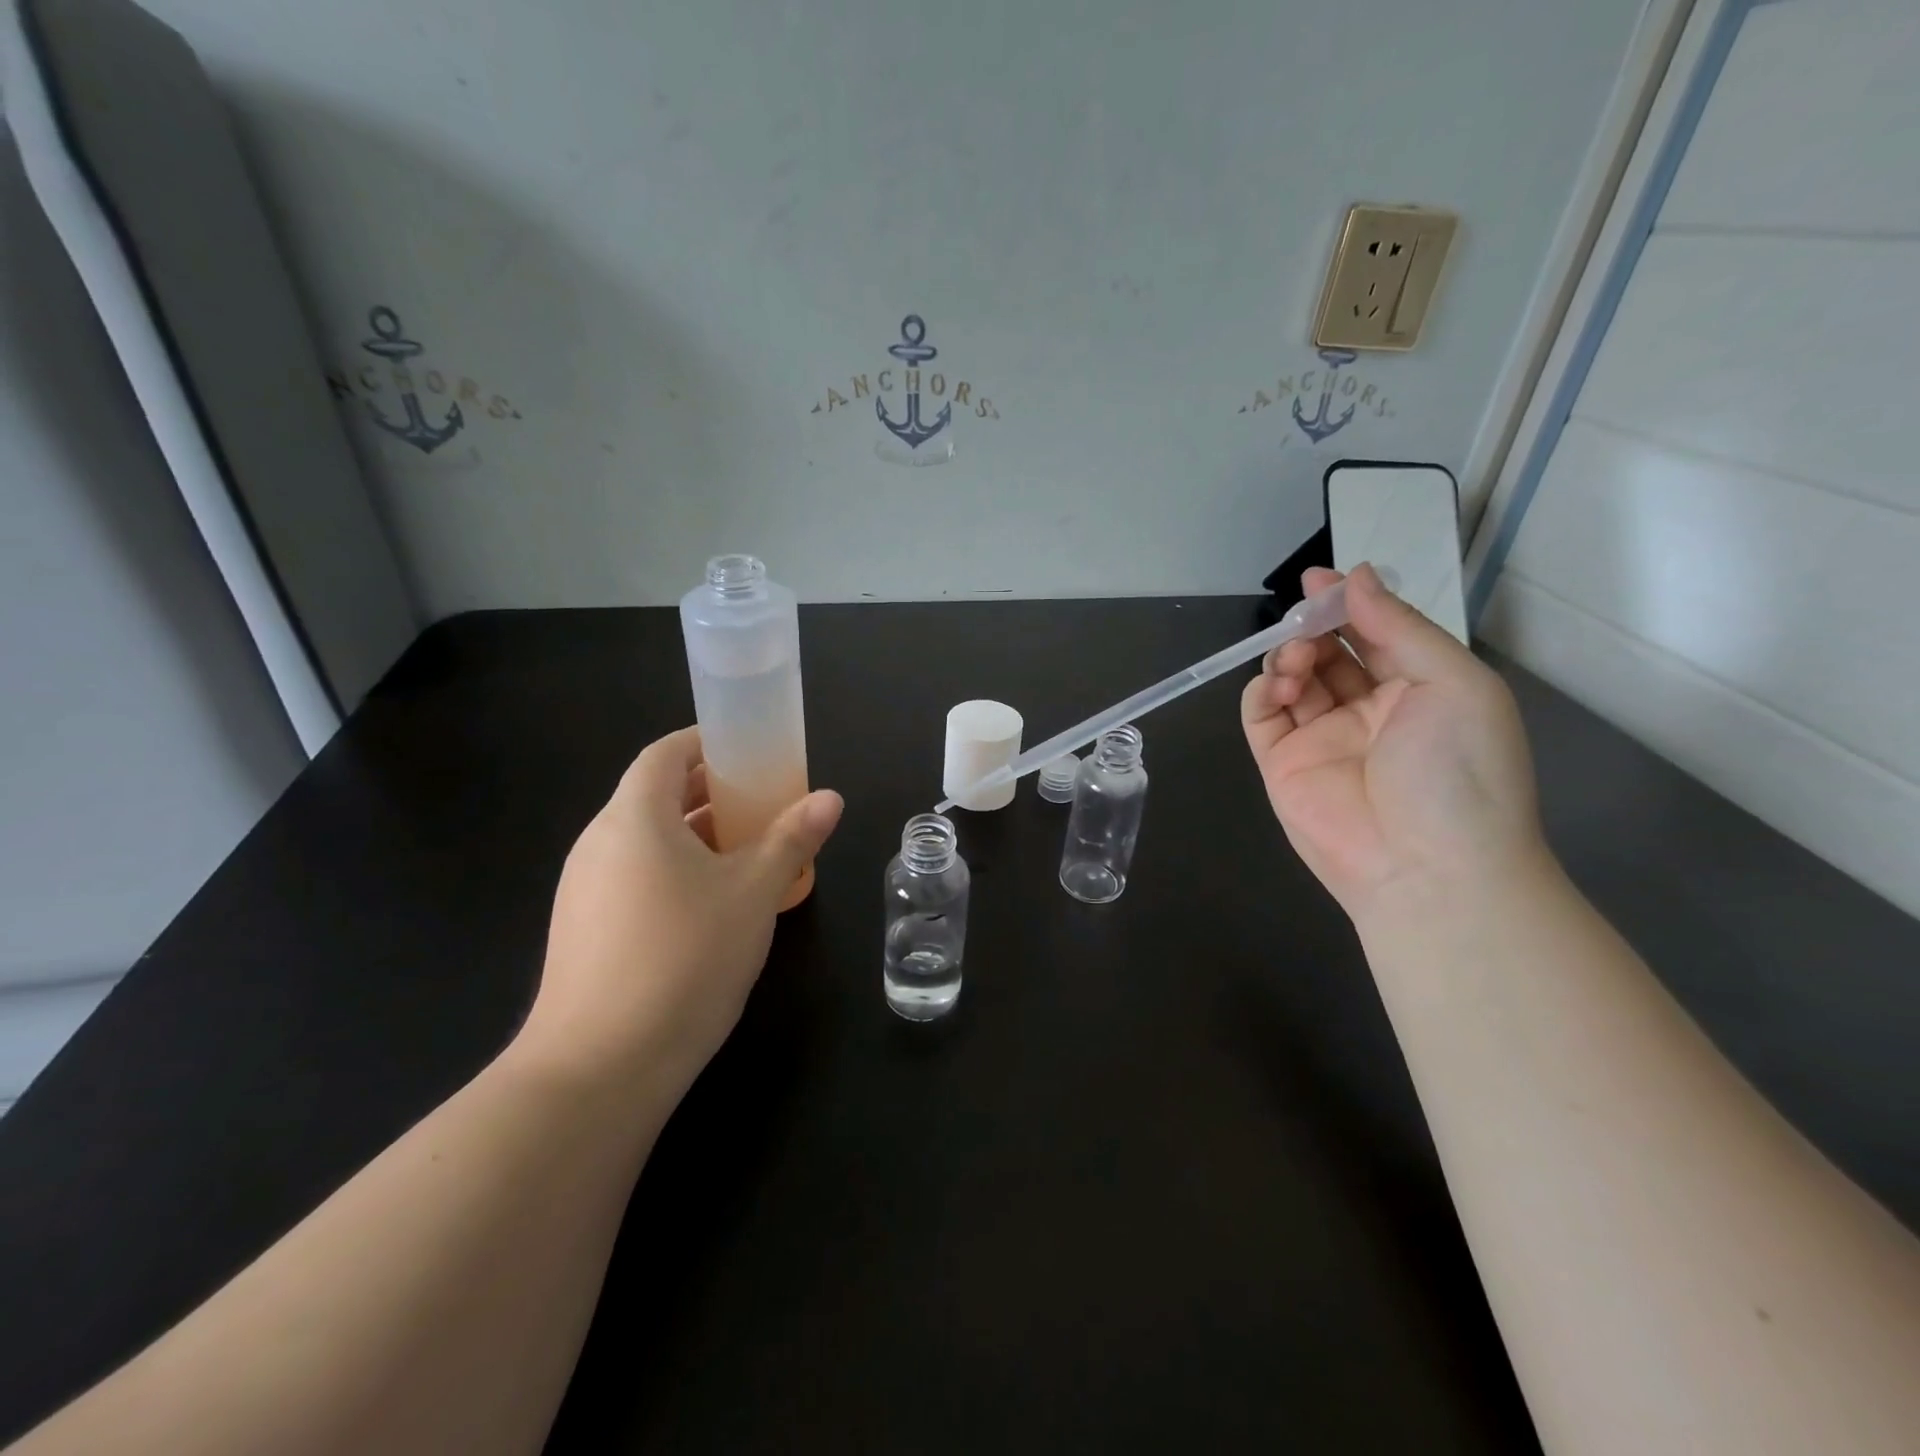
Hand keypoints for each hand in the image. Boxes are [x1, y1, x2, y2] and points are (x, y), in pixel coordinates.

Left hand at [514, 727, 843, 1104]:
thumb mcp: (753, 893)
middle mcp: (599, 843)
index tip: (750, 749)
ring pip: (646, 840)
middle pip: (655, 795)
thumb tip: (830, 798)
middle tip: (764, 801)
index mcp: (634, 818)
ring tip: (748, 851)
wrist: (599, 1069)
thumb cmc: (684, 958)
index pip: (664, 754)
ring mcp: (584, 889)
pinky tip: (712, 906)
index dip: (706, 743)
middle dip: (711, 792)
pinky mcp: (584, 930)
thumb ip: (792, 838)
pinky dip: (674, 870)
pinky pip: (634, 877)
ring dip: (695, 835)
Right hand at [1240, 564, 1546, 922]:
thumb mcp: (1451, 683)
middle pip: (1328, 653)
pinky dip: (1261, 690)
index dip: (1347, 605)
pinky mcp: (1281, 763)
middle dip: (1312, 628)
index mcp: (1418, 691)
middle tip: (1303, 618)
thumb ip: (1397, 627)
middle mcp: (1367, 711)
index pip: (1374, 635)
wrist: (1427, 869)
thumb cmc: (1458, 770)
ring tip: (1296, 660)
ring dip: (1288, 656)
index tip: (1318, 581)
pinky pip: (1261, 715)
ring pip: (1291, 679)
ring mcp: (1320, 738)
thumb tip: (1356, 577)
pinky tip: (1279, 684)